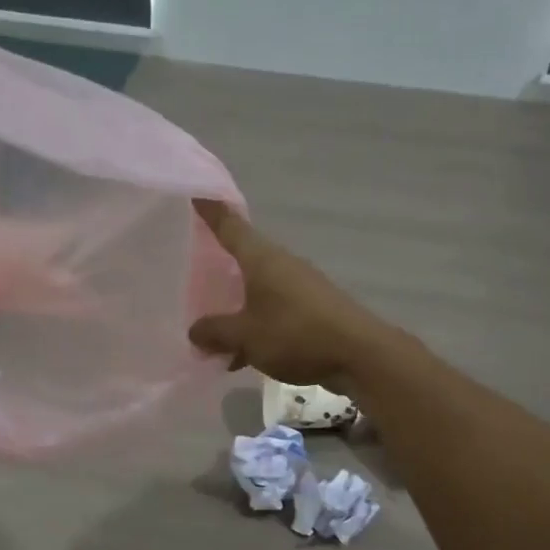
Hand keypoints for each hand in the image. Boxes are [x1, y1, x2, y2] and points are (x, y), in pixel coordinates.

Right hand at [188, 200, 389, 388]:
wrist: (359, 355)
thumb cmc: (295, 334)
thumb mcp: (245, 335)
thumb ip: (215, 331)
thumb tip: (194, 330)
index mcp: (262, 259)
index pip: (231, 226)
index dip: (212, 211)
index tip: (196, 194)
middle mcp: (281, 264)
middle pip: (244, 258)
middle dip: (218, 265)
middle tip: (190, 269)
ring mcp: (300, 286)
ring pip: (257, 289)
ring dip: (235, 305)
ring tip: (210, 328)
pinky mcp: (312, 310)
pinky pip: (272, 311)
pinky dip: (254, 326)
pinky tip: (240, 355)